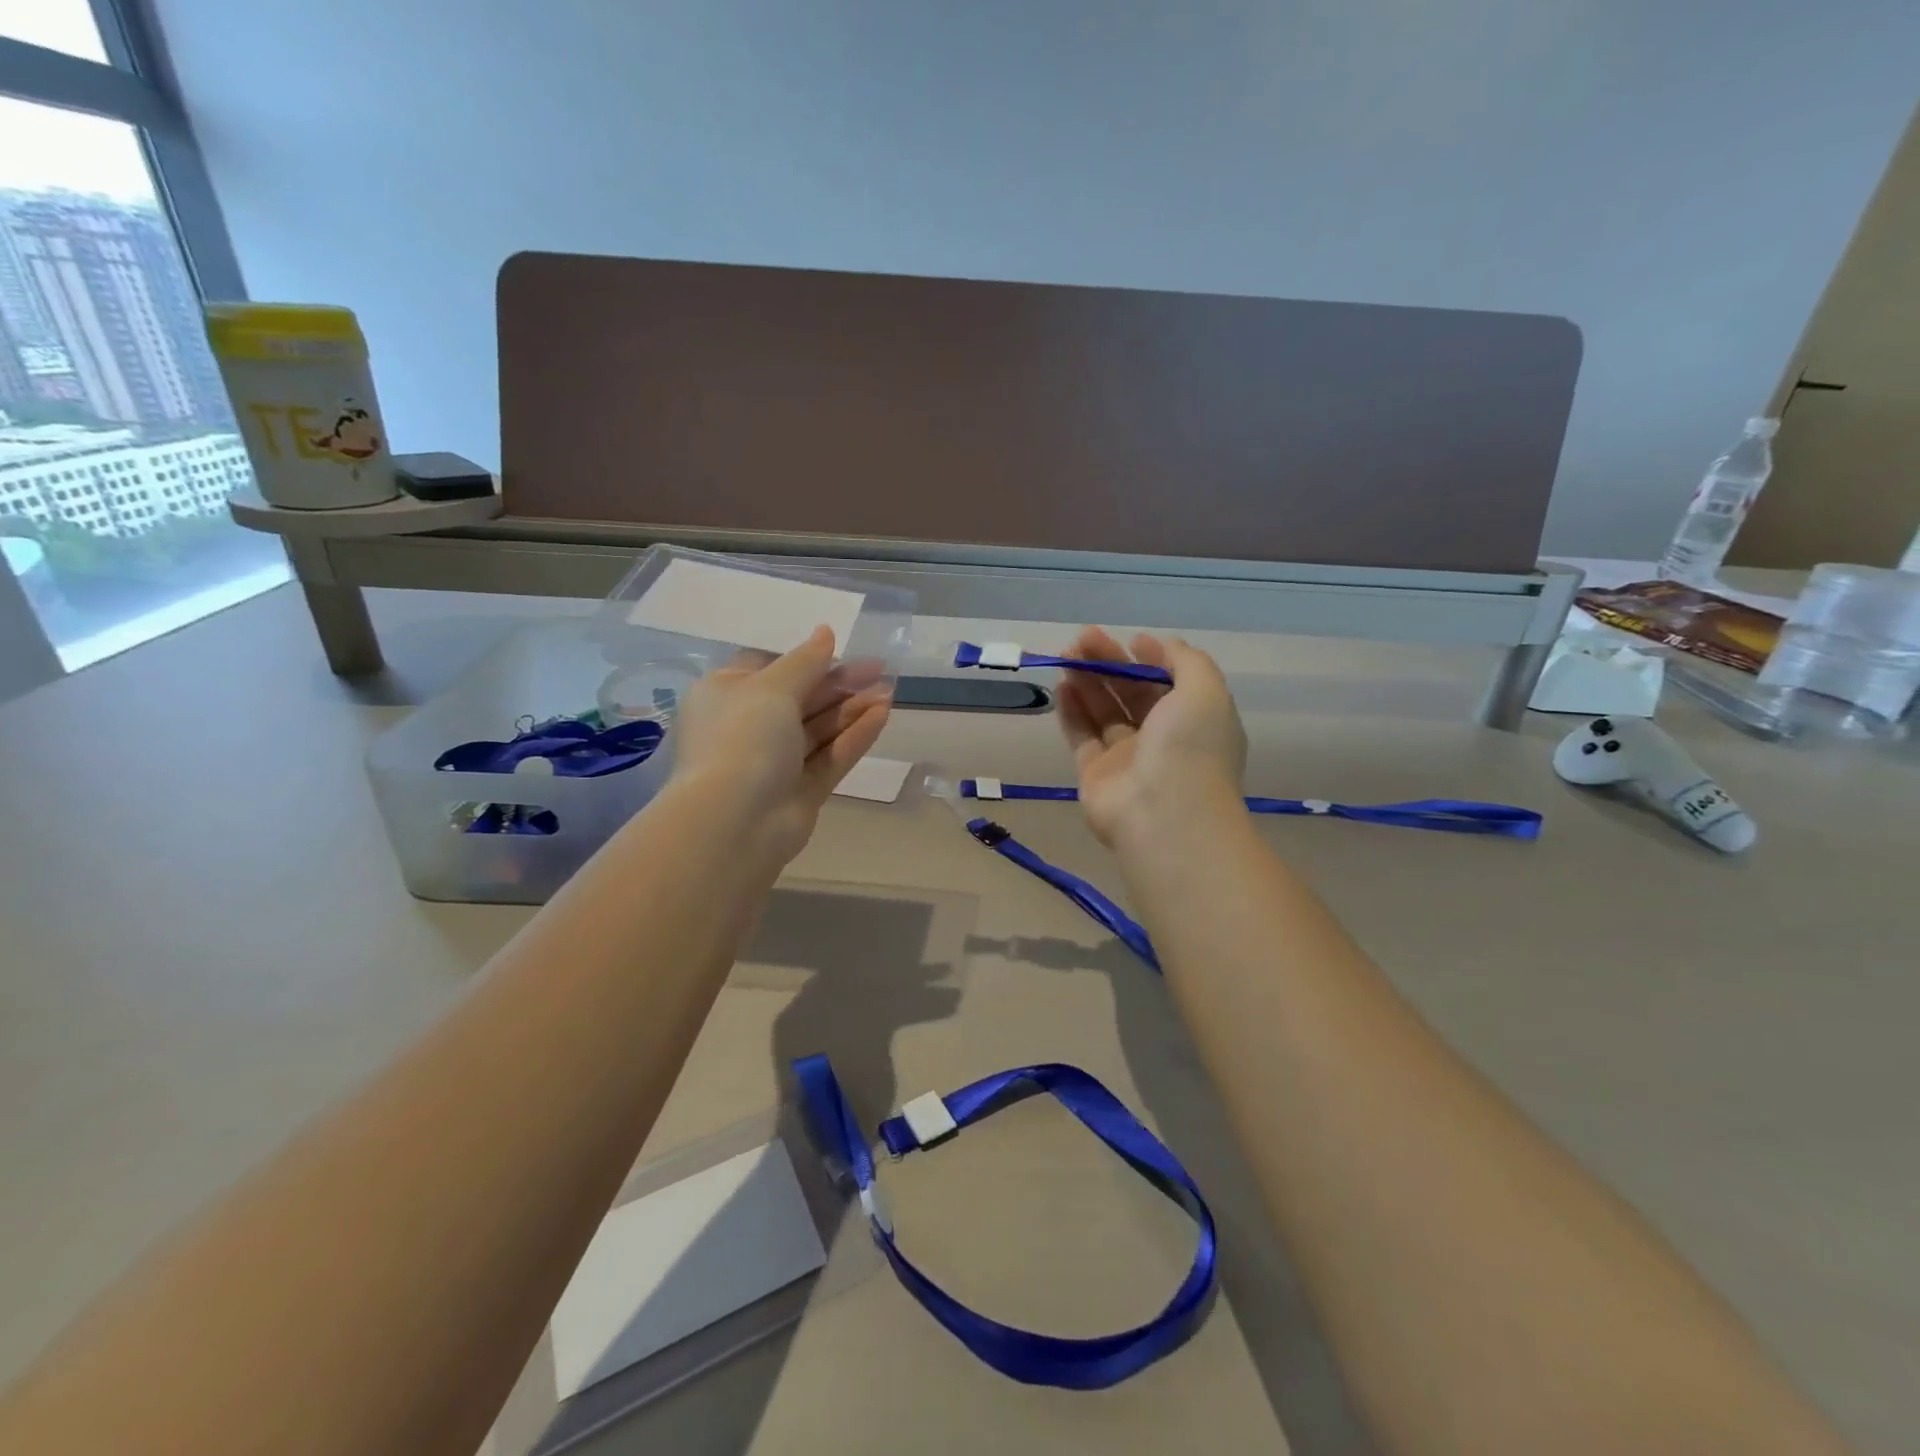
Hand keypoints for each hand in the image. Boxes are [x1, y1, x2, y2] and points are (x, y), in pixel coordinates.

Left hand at [669, 626, 891, 865]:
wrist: (735, 822)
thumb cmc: (743, 738)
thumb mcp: (772, 687)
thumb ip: (805, 660)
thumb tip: (826, 632)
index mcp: (725, 695)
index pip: (768, 669)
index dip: (806, 659)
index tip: (841, 650)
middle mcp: (747, 727)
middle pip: (800, 698)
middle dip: (839, 683)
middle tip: (879, 668)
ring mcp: (775, 763)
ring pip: (819, 728)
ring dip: (852, 708)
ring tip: (890, 690)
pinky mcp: (800, 791)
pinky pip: (830, 756)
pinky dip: (854, 736)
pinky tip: (883, 715)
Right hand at [1055, 628, 1246, 849]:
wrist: (1163, 815)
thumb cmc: (1190, 747)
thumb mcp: (1205, 691)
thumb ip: (1187, 661)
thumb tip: (1162, 645)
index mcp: (1195, 720)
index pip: (1171, 683)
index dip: (1153, 659)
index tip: (1132, 641)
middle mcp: (1163, 738)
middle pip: (1132, 693)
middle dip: (1110, 663)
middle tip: (1083, 638)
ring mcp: (1127, 757)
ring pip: (1104, 711)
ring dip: (1087, 681)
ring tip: (1067, 655)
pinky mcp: (1095, 773)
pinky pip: (1082, 735)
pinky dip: (1072, 710)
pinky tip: (1062, 685)